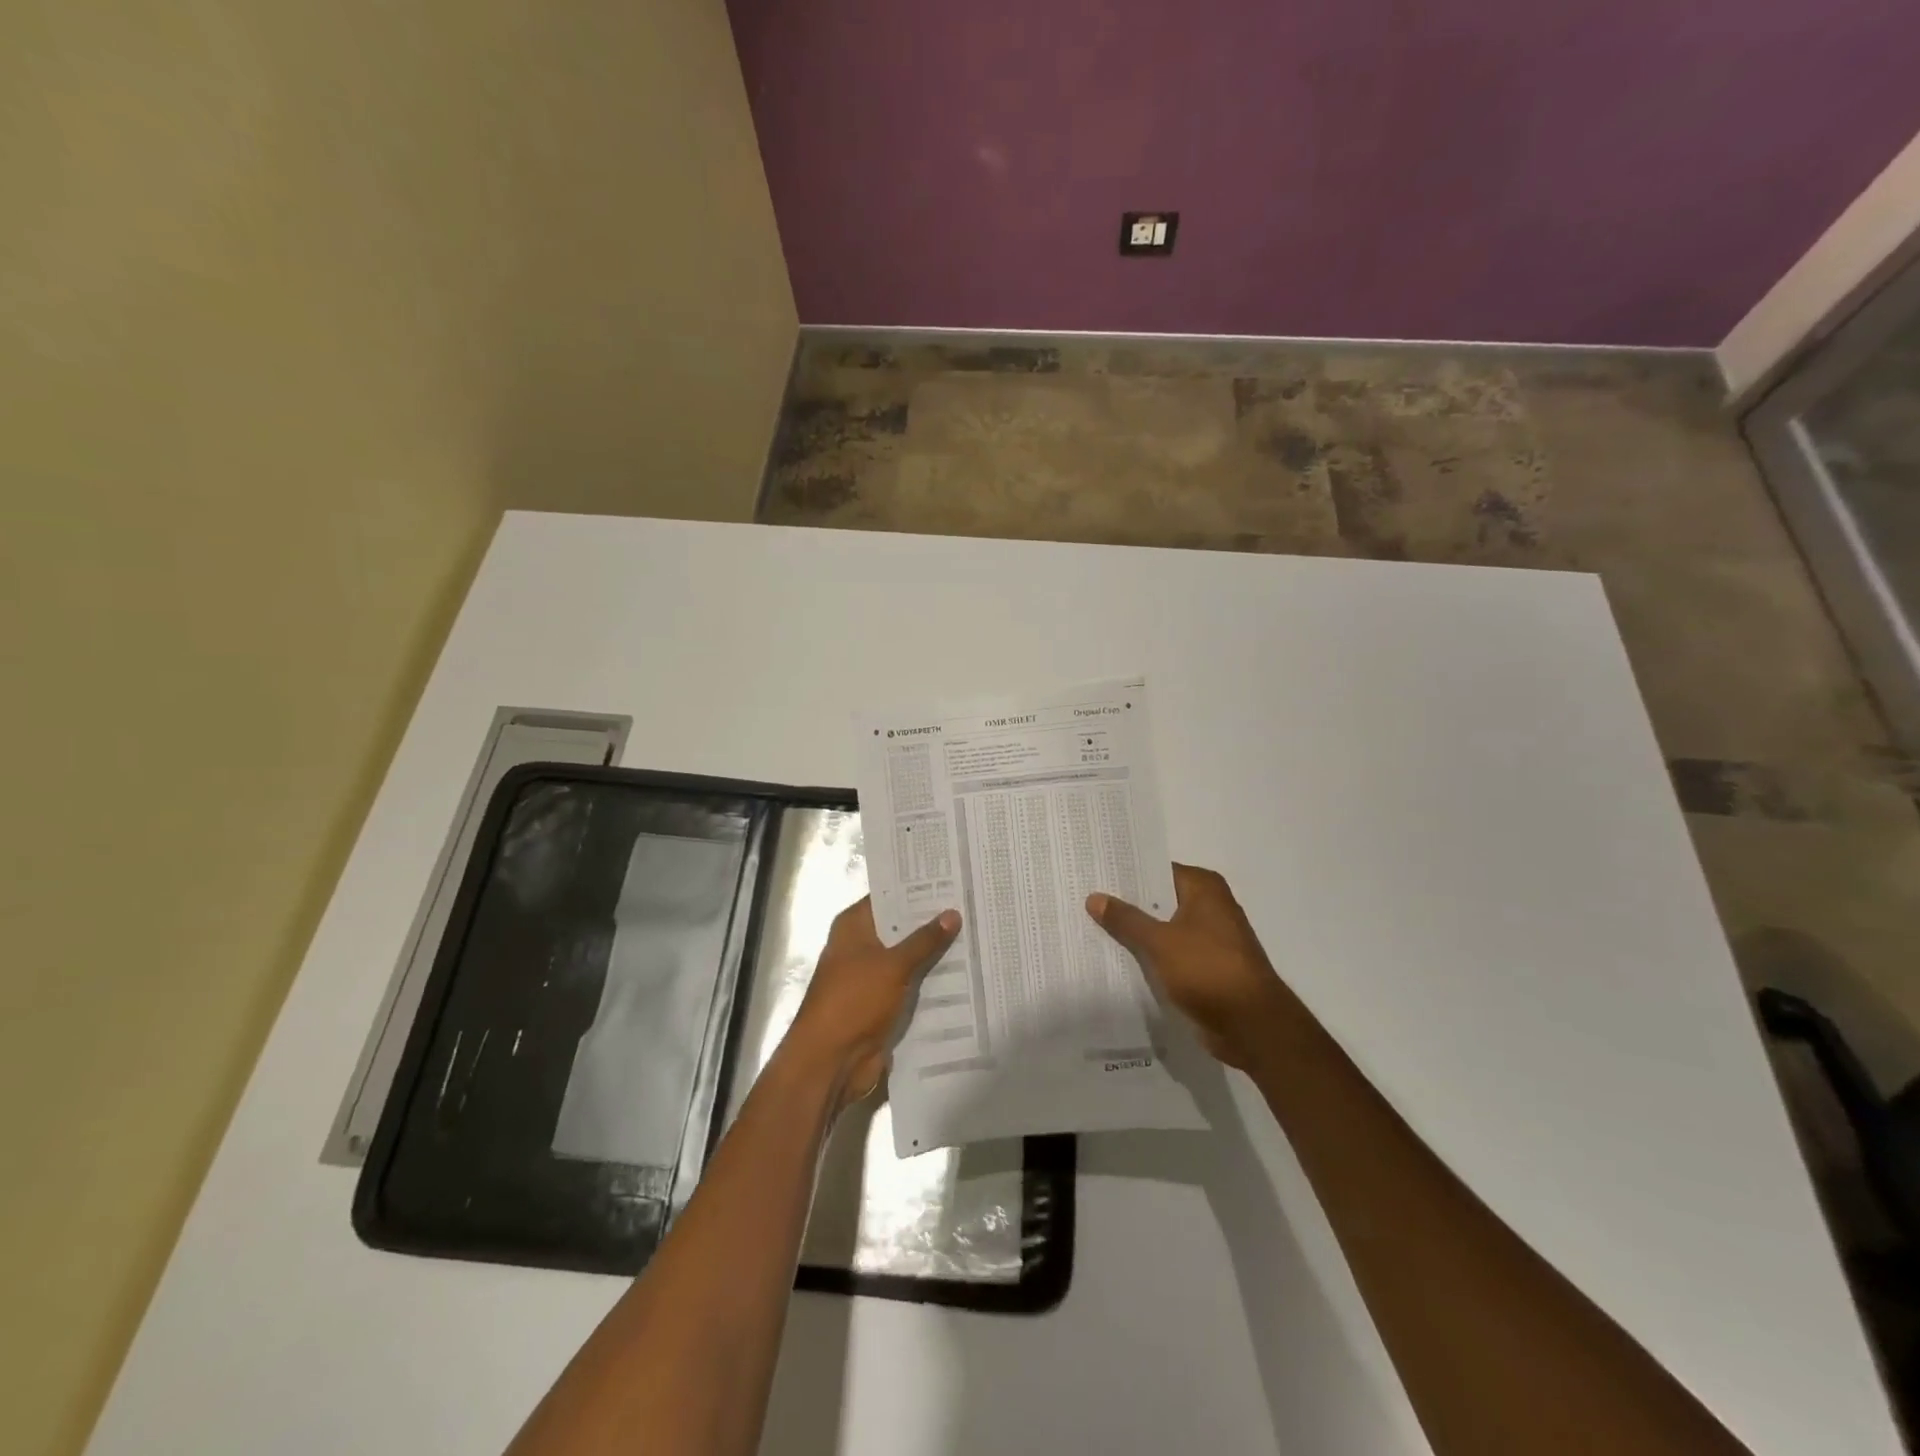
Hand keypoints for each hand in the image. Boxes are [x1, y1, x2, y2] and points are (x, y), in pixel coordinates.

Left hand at [784, 897, 960, 1107]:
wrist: (831, 1061)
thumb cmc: (854, 1001)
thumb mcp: (893, 965)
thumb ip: (924, 940)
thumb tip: (953, 913)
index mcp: (854, 926)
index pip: (889, 896)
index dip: (917, 888)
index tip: (952, 878)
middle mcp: (861, 946)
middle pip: (900, 926)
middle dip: (932, 920)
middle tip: (971, 904)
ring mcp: (871, 976)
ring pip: (909, 956)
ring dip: (935, 952)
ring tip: (976, 933)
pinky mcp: (882, 1002)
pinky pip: (911, 983)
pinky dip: (931, 980)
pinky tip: (965, 971)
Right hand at [1087, 864, 1299, 1069]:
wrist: (1252, 1025)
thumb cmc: (1208, 970)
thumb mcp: (1159, 942)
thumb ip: (1126, 919)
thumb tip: (1094, 896)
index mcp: (1204, 888)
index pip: (1157, 870)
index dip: (1127, 874)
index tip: (1095, 875)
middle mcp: (1210, 906)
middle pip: (1160, 899)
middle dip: (1128, 904)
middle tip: (1086, 900)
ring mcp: (1211, 938)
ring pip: (1164, 928)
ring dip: (1138, 932)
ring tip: (1093, 928)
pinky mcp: (1208, 967)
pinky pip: (1171, 953)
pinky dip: (1151, 955)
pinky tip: (1119, 958)